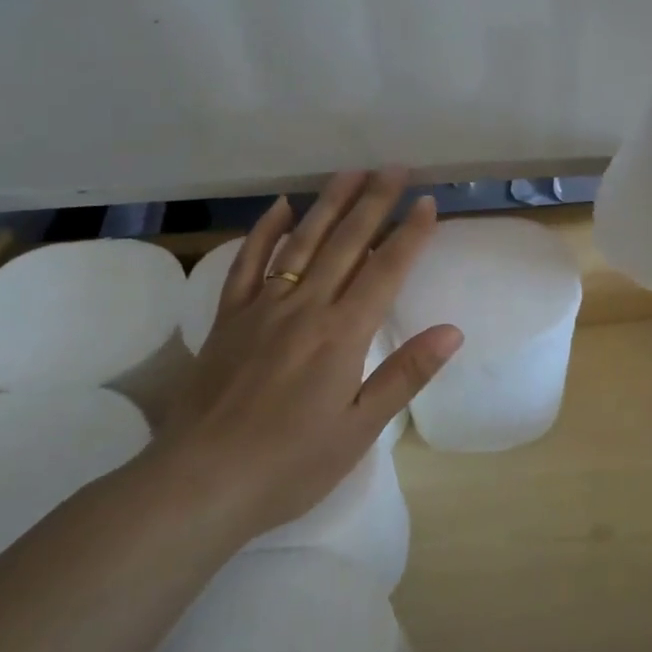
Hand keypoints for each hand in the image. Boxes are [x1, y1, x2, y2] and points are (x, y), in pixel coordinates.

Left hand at [153, 168, 462, 541]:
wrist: (198, 484)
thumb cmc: (290, 464)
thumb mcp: (359, 429)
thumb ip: (405, 374)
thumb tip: (452, 331)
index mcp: (342, 334)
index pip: (385, 270)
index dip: (409, 234)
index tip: (426, 201)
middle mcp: (304, 307)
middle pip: (346, 243)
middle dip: (374, 203)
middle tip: (394, 168)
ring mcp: (262, 308)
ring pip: (301, 242)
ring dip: (328, 204)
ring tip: (350, 172)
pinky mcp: (228, 319)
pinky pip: (248, 264)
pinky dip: (265, 232)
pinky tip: (280, 207)